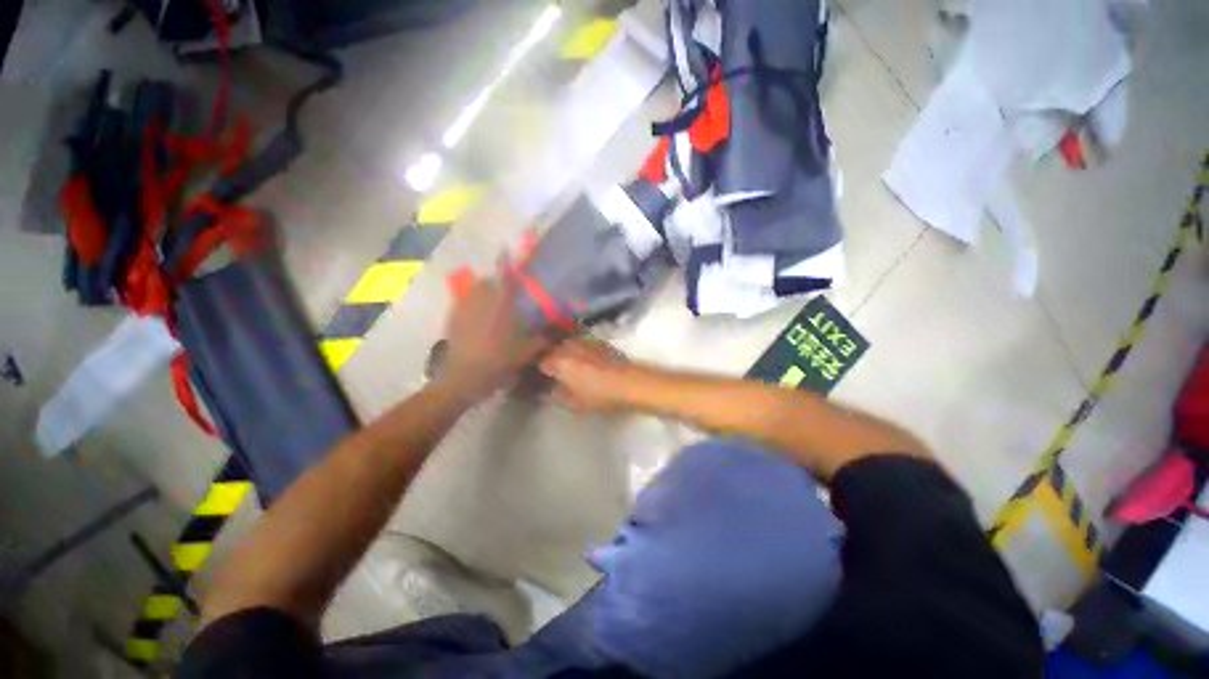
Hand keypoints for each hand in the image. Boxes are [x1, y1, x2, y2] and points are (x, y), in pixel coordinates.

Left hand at [439, 267, 550, 403]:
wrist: (463, 377)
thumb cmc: (499, 360)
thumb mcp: (528, 351)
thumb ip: (545, 338)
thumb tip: (562, 330)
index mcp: (501, 302)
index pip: (505, 274)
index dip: (507, 260)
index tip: (508, 248)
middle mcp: (480, 299)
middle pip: (488, 281)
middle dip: (497, 282)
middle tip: (507, 294)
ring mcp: (463, 308)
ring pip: (474, 291)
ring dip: (484, 293)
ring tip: (493, 307)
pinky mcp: (453, 319)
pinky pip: (464, 304)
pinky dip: (473, 305)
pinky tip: (479, 320)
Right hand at [539, 338, 635, 411]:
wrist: (630, 382)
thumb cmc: (599, 395)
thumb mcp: (574, 402)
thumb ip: (556, 395)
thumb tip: (547, 391)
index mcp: (558, 361)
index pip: (541, 363)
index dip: (541, 372)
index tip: (543, 379)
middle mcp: (569, 346)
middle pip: (553, 350)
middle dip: (552, 359)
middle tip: (555, 373)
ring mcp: (585, 340)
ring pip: (568, 345)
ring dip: (566, 353)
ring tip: (571, 366)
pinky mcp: (599, 340)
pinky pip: (582, 344)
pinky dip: (580, 351)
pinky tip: (587, 361)